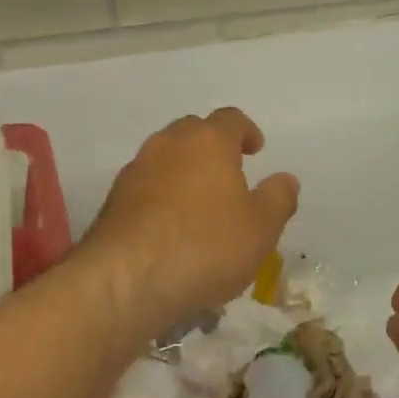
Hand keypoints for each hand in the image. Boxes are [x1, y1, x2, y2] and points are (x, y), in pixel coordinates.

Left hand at [80, 107, 298, 345]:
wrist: (126, 278)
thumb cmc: (205, 245)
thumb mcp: (261, 229)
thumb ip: (278, 199)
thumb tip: (285, 179)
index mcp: (208, 141)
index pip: (230, 119)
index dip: (246, 131)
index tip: (256, 149)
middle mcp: (168, 145)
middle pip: (193, 131)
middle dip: (212, 146)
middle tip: (229, 173)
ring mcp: (135, 170)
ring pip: (165, 158)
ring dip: (184, 172)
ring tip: (199, 204)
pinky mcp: (113, 200)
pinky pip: (146, 187)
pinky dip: (161, 197)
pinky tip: (171, 228)